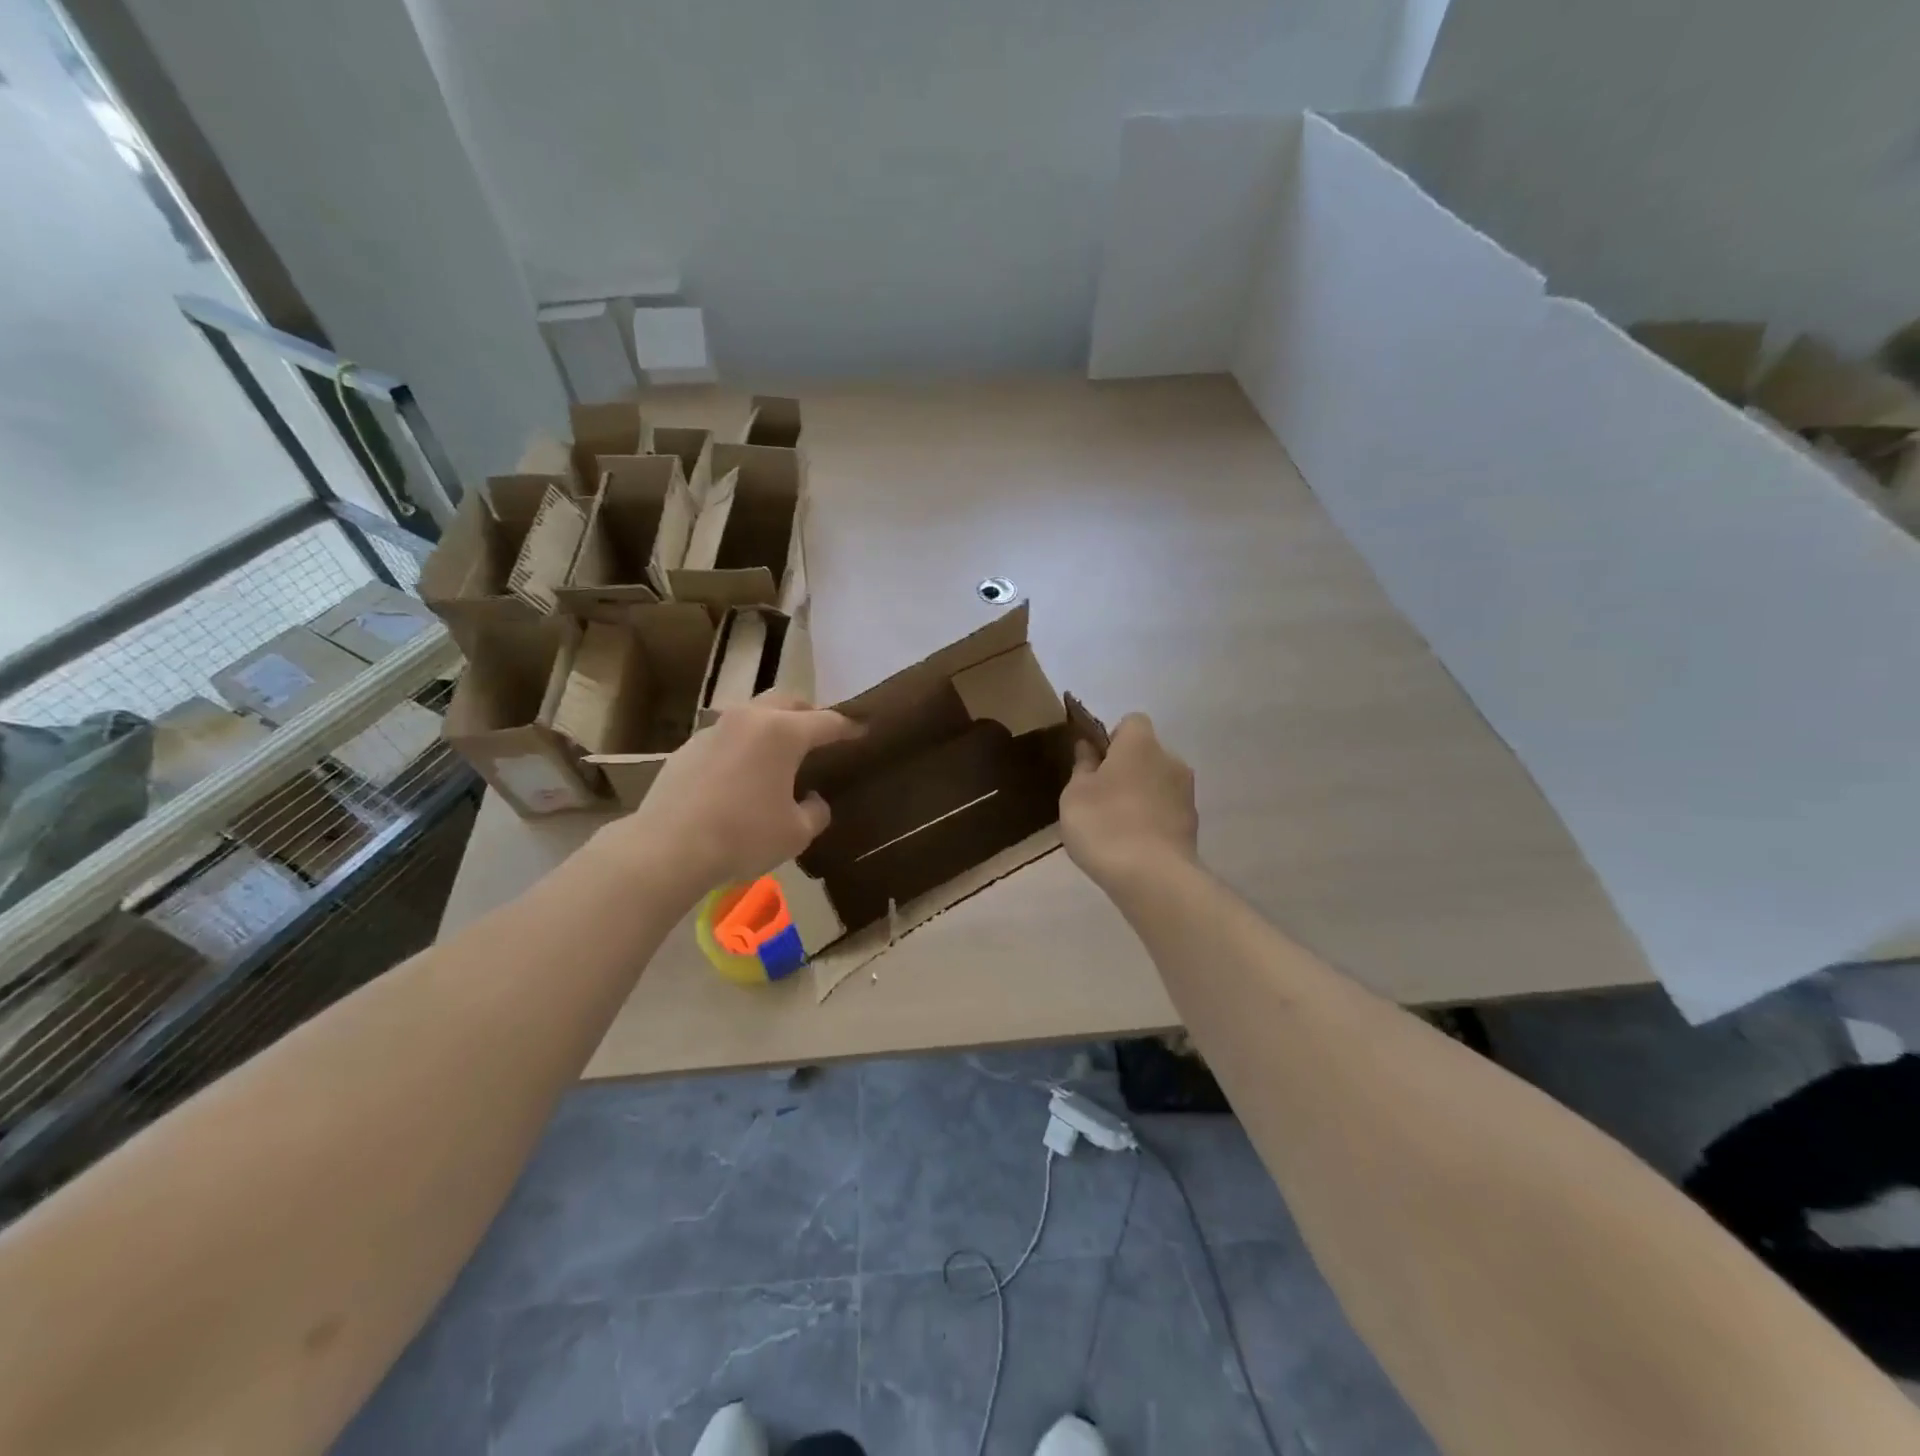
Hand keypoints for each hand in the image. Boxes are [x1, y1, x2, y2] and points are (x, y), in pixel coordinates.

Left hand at [601, 693, 862, 893]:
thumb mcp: (796, 833)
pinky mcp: (687, 748)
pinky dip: (744, 745)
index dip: (849, 728)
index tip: (863, 731)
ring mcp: (714, 730)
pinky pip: (727, 736)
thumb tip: (812, 800)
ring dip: (772, 725)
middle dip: (809, 713)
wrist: (668, 848)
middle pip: (788, 700)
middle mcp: (749, 719)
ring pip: (753, 714)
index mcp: (783, 732)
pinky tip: (742, 774)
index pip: (828, 722)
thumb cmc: (744, 836)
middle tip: (821, 733)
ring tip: (780, 752)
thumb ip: (815, 811)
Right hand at [1060, 713, 1198, 893]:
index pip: (1131, 722)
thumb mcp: (1075, 794)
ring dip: (1140, 795)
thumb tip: (1088, 747)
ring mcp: (1186, 793)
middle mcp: (1170, 760)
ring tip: (1116, 825)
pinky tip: (1132, 844)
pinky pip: (1166, 810)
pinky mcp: (1192, 824)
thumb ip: (1082, 766)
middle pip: (1146, 753)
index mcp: (1140, 744)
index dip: (1112, 738)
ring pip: (1158, 783)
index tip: (1095, 763)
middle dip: (1126, 768)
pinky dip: (1151, 819)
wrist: (1152, 877)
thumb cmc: (1104, 824)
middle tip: (1100, 796)